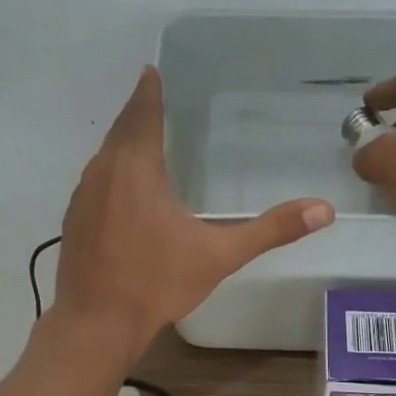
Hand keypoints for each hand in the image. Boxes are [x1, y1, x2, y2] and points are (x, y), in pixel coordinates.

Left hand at [51, 66, 334, 357]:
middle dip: (137, 112)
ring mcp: (81, 198)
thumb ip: (271, 230)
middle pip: (120, 130)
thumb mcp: (219, 255)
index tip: (152, 70)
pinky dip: (111, 173)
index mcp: (136, 169)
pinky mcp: (73, 221)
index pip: (142, 113)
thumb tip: (323, 210)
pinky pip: (95, 182)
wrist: (96, 325)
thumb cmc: (157, 284)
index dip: (149, 90)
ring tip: (144, 139)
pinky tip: (124, 191)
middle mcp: (102, 173)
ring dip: (122, 143)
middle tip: (153, 97)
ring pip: (104, 157)